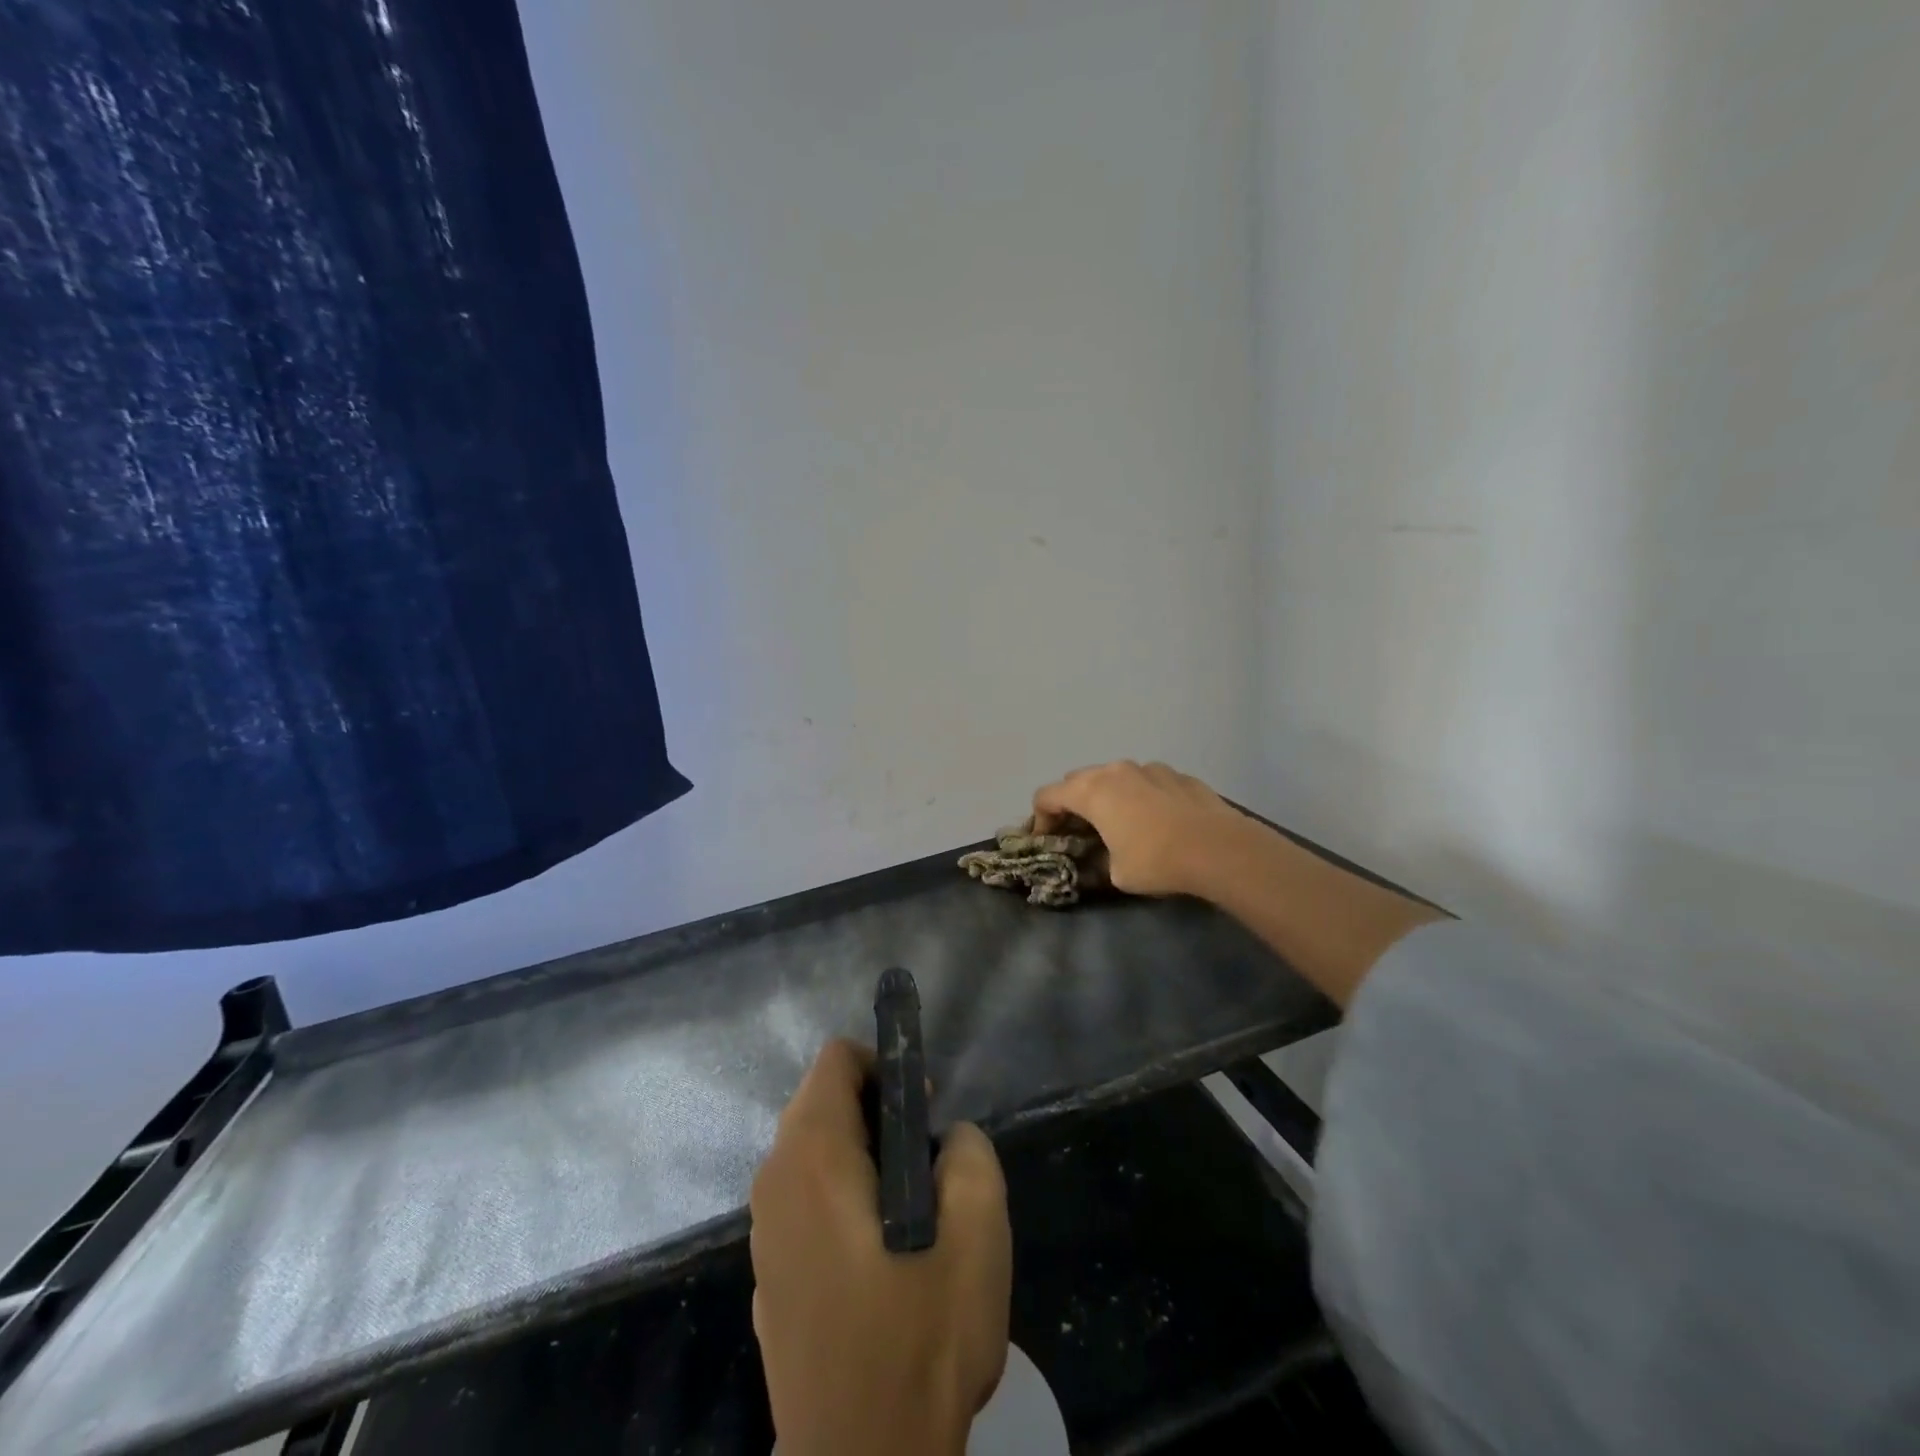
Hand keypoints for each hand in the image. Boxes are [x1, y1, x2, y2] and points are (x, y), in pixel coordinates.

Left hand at [750, 1040, 1011, 1455]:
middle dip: (876, 1112)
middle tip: (926, 1160)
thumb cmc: (920, 1341)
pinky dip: (839, 1199)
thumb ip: (969, 1153)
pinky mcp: (768, 1277)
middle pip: (821, 1103)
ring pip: (811, 1154)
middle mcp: (774, 1183)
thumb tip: (946, 1140)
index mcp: (813, 1157)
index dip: (885, 1068)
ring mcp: (764, 1234)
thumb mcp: (977, 1231)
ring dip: (860, 1157)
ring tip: (911, 1209)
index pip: (836, 1061)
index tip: (923, 1112)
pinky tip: (878, 1255)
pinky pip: (803, 1203)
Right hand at [1032, 760, 1252, 898]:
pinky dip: (1140, 796)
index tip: (1047, 841)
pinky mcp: (1178, 775)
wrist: (1218, 848)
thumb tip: (1102, 857)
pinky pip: (1146, 781)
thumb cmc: (1156, 861)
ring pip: (1115, 776)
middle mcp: (1115, 771)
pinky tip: (1156, 820)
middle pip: (1078, 780)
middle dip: (1071, 803)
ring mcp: (1149, 768)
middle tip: (1078, 831)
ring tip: (1119, 823)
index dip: (1039, 819)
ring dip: (1107, 796)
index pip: (1047, 795)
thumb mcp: (1115, 873)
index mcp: (1091, 792)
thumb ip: (1099, 858)